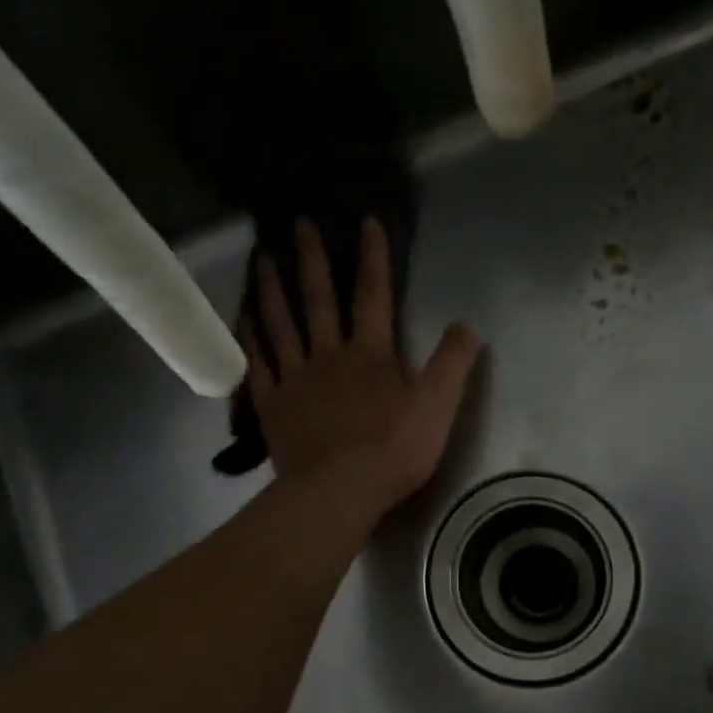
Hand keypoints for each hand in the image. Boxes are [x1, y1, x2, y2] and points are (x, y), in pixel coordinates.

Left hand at [244, 217, 481, 516]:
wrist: (340, 491)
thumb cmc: (393, 452)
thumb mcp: (438, 408)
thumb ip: (453, 365)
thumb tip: (468, 325)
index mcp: (370, 354)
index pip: (374, 295)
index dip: (373, 257)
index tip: (365, 221)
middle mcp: (328, 355)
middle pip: (318, 300)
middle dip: (311, 259)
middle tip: (298, 223)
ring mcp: (295, 379)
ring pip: (280, 324)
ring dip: (272, 289)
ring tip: (261, 258)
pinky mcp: (272, 405)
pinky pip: (258, 364)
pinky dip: (250, 338)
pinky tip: (243, 319)